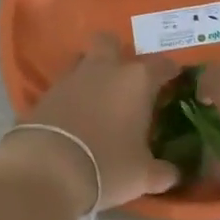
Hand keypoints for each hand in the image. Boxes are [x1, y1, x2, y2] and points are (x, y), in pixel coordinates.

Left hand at [0, 34, 183, 210]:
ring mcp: (71, 78)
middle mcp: (104, 69)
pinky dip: (72, 95)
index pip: (161, 64)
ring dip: (92, 72)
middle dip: (118, 53)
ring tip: (99, 97)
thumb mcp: (143, 176)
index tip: (174, 80)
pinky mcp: (45, 93)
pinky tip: (75, 116)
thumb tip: (171, 174)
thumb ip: (162, 172)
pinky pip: (64, 85)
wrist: (46, 170)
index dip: (170, 71)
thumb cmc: (107, 166)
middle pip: (110, 42)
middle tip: (126, 79)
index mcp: (136, 80)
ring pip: (84, 60)